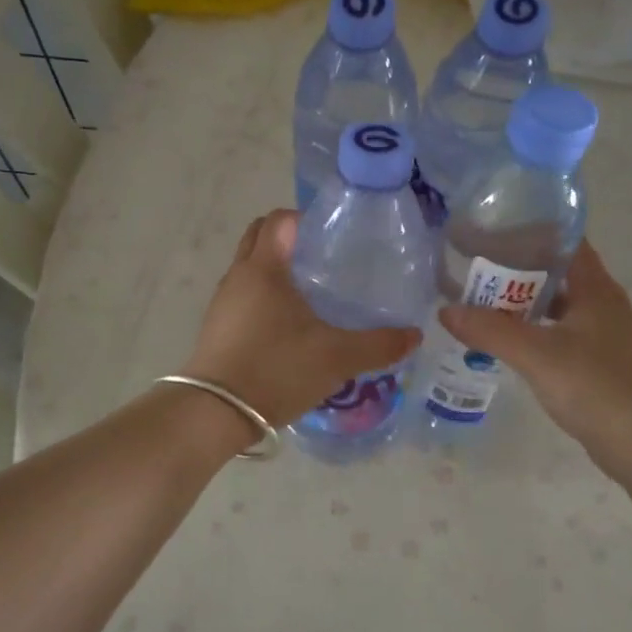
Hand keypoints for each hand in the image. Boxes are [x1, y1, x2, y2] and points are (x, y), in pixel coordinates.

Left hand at [180, 210, 421, 428]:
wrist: (216, 413)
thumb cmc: (276, 370)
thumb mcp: (337, 358)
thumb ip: (379, 344)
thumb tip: (415, 335)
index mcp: (264, 268)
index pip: (279, 219)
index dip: (305, 219)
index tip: (333, 237)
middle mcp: (238, 276)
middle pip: (259, 237)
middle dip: (289, 240)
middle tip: (324, 260)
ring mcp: (223, 303)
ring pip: (250, 268)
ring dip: (275, 269)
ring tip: (311, 293)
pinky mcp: (217, 327)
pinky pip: (243, 296)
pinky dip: (264, 297)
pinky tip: (289, 326)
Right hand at [439, 241, 631, 458]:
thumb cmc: (596, 388)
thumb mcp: (537, 355)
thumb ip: (490, 330)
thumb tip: (445, 310)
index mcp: (596, 289)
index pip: (564, 242)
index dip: (529, 232)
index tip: (490, 231)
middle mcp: (603, 304)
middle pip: (556, 273)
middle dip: (516, 269)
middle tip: (474, 268)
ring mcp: (603, 334)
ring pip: (556, 305)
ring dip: (522, 303)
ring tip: (481, 302)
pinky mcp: (598, 362)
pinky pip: (559, 332)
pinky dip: (532, 330)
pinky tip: (506, 341)